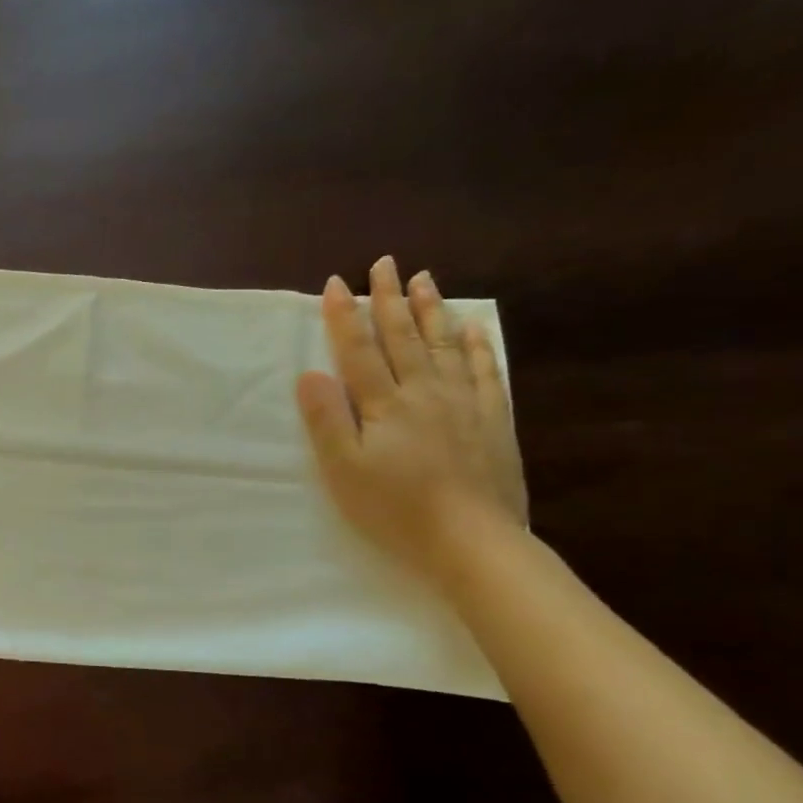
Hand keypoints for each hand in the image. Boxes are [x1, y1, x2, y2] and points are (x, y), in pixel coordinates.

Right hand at [295, 257, 526, 585]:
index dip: (344, 317)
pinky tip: (473, 326)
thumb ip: (327, 420)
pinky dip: (476, 344)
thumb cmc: (395, 508)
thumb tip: (310, 374)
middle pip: (403, 337)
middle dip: (389, 299)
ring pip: (444, 344)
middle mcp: (423, 391)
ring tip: (423, 280)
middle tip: (384, 264)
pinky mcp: (492, 418)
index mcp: (383, 404)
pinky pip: (483, 370)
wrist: (471, 538)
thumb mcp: (344, 470)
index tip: (335, 284)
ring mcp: (462, 402)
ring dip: (431, 310)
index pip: (359, 351)